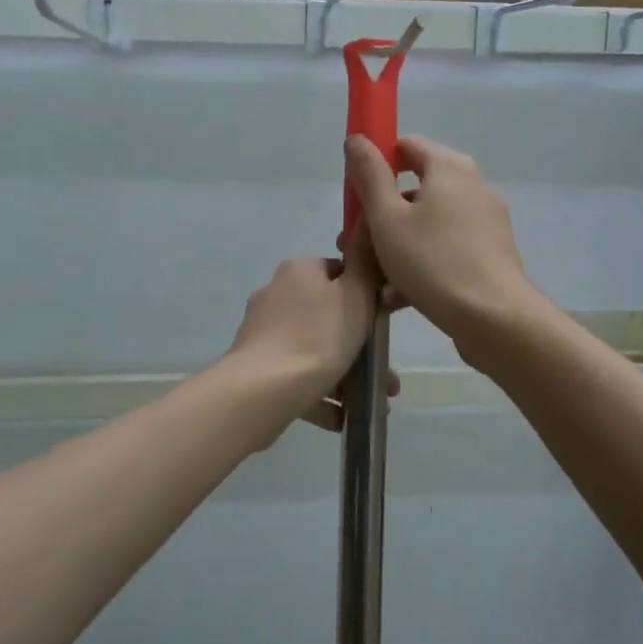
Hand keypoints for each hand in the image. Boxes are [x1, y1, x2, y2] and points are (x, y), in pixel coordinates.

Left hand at [225, 239, 379, 429]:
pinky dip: (319, 393)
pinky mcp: (255, 365)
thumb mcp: (356, 295)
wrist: (262, 392)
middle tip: (386, 376)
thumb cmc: (318, 338)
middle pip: (329, 315)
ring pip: (314, 349)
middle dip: (360, 345)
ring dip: (344, 373)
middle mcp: (276, 294)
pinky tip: (340, 416)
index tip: (382, 325)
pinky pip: (296, 376)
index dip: (366, 297)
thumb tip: (366, 226)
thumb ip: (366, 262)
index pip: (340, 273)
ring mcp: (262, 332)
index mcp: (299, 271)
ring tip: (372, 402)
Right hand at [344, 135, 542, 362]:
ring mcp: (485, 221)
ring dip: (397, 244)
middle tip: (354, 242)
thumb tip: (357, 139)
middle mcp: (472, 186)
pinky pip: (446, 248)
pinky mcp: (490, 253)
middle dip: (381, 214)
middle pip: (416, 188)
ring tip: (372, 276)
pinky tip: (398, 295)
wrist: (492, 317)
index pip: (407, 146)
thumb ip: (369, 176)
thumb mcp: (387, 218)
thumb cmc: (432, 261)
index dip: (377, 164)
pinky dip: (422, 262)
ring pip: (429, 223)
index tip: (355, 194)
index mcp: (449, 168)